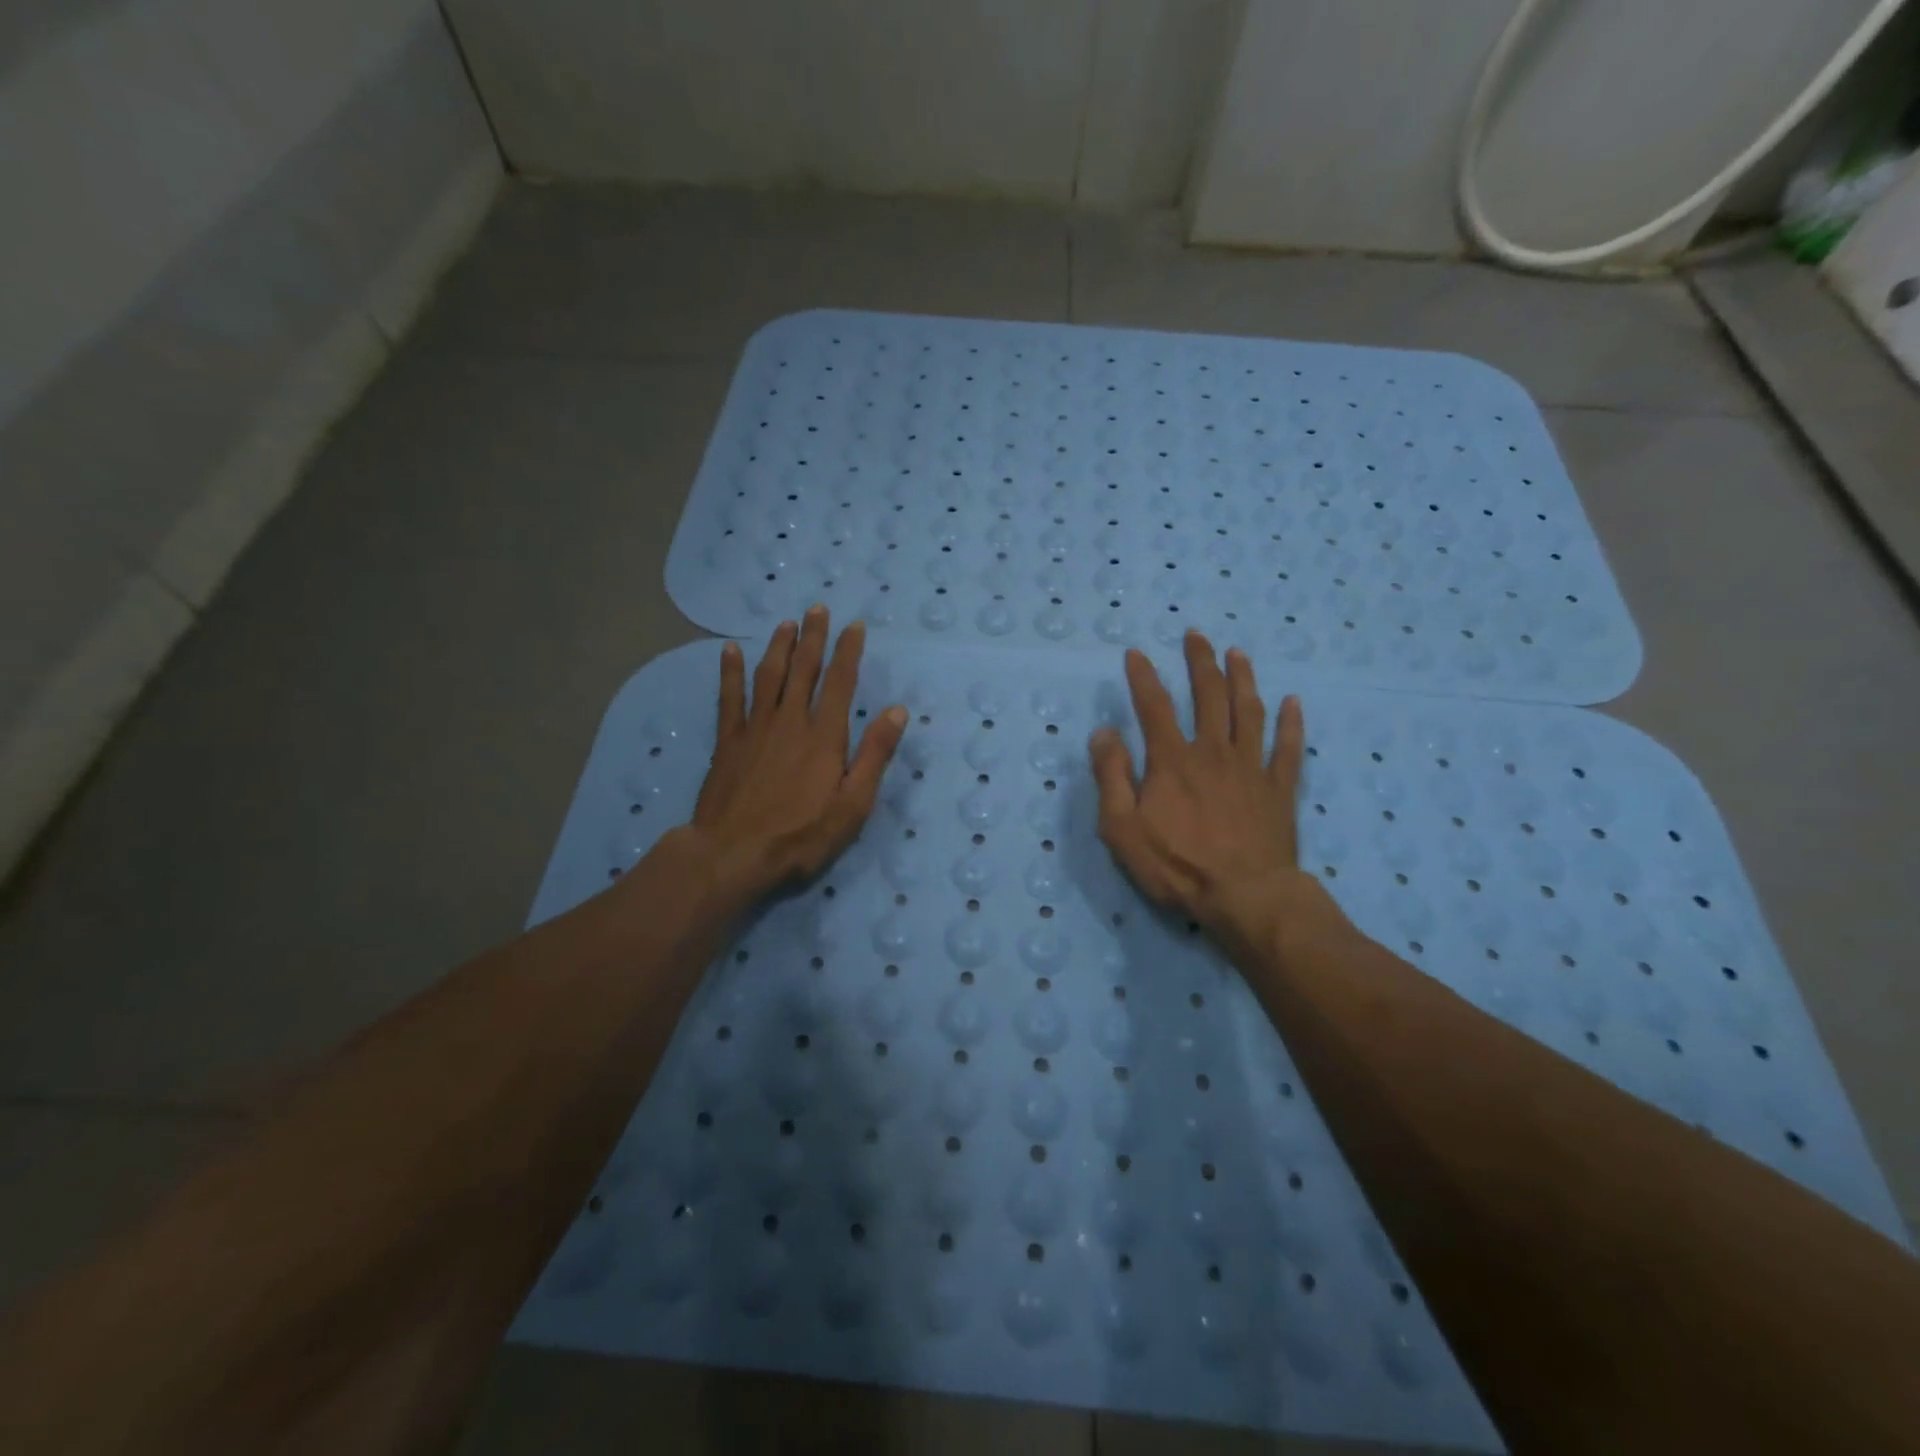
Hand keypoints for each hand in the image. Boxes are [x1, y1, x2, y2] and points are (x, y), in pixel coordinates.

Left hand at [678, 607, 906, 901]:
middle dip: (813, 637)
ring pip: (769, 676)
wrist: (734, 853)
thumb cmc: (801, 835)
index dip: (848, 651)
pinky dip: (729, 672)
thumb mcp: (852, 804)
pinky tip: (729, 650)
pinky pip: (728, 697)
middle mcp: (790, 721)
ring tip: (786, 623)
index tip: (854, 625)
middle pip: (804, 669)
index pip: (841, 682)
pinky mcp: (727, 741)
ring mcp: (755, 728)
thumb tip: (897, 711)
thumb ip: (874, 755)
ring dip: (779, 646)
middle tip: (817, 608)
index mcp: (825, 736)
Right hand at [1089, 631, 1315, 960]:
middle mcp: (1213, 752)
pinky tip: (1293, 702)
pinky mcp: (1279, 789)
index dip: (1143, 677)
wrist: (1245, 896)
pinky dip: (1291, 724)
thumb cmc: (1177, 865)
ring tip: (1239, 653)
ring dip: (1243, 678)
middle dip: (1200, 662)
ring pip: (1249, 712)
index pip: (1154, 706)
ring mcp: (1251, 768)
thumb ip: (1111, 776)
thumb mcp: (1122, 828)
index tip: (1136, 653)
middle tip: (1196, 635)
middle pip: (1209, 696)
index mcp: (1172, 760)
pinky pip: (1288, 748)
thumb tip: (1103, 732)